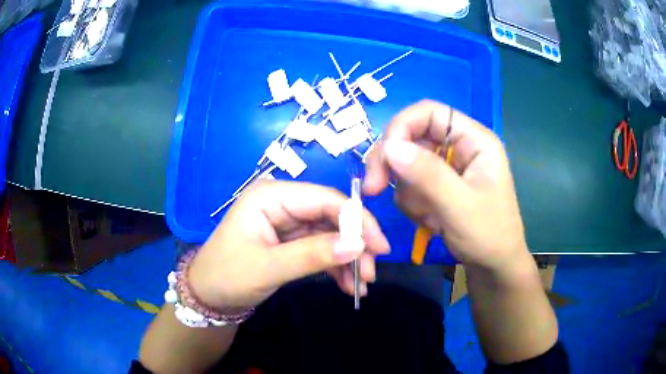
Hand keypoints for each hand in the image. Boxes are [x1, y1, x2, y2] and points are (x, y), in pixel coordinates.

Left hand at [188, 181, 389, 309]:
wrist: (207, 296)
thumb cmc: (227, 276)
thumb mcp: (268, 268)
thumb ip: (312, 254)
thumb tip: (358, 245)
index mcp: (271, 196)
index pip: (325, 199)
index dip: (357, 220)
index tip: (379, 246)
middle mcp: (282, 203)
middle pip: (331, 216)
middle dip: (355, 244)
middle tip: (371, 272)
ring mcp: (287, 222)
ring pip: (330, 235)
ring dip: (348, 259)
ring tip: (362, 286)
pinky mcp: (290, 241)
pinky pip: (321, 249)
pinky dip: (336, 266)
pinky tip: (348, 285)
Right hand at [364, 100, 529, 278]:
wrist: (494, 268)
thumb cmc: (489, 236)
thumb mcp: (460, 207)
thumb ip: (427, 175)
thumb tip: (390, 146)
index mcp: (474, 140)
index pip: (429, 112)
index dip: (401, 127)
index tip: (382, 158)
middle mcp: (459, 147)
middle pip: (411, 136)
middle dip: (393, 163)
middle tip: (373, 188)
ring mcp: (448, 168)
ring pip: (406, 163)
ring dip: (408, 192)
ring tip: (429, 217)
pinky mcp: (439, 186)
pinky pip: (409, 184)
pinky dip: (412, 204)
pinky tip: (431, 221)